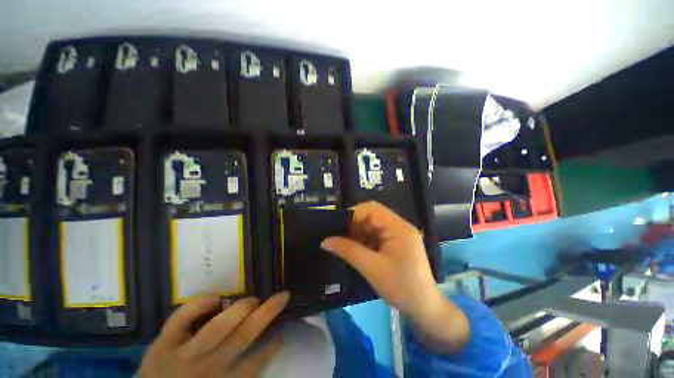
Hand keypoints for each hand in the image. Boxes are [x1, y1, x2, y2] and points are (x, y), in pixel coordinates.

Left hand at [140, 292, 289, 377]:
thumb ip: (237, 375)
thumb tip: (262, 351)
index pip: (254, 365)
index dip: (271, 348)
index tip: (282, 331)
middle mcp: (207, 367)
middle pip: (242, 339)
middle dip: (266, 315)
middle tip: (282, 296)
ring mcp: (183, 354)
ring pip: (217, 329)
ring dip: (240, 310)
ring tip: (253, 299)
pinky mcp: (163, 342)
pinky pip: (180, 319)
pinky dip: (197, 305)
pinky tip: (215, 296)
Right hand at [321, 201, 468, 353]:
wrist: (424, 308)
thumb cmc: (401, 288)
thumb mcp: (371, 268)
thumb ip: (348, 251)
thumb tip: (325, 241)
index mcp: (398, 227)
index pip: (372, 209)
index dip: (353, 215)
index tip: (338, 228)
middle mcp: (400, 226)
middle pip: (372, 216)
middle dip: (355, 225)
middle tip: (340, 238)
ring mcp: (399, 234)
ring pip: (373, 225)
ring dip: (359, 233)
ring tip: (347, 246)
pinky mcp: (397, 243)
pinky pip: (377, 235)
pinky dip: (365, 240)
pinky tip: (358, 250)